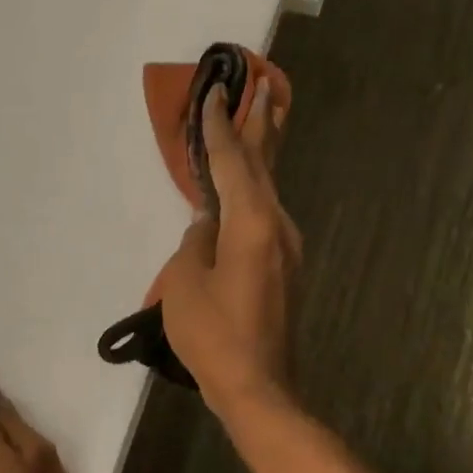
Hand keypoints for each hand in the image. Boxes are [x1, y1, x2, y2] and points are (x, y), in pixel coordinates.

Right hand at [158, 79, 301, 415]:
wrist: (258, 387)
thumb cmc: (214, 335)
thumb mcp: (186, 283)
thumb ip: (196, 241)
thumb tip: (207, 221)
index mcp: (251, 223)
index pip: (232, 162)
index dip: (220, 126)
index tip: (215, 92)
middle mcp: (276, 225)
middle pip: (263, 164)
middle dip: (260, 124)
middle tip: (261, 85)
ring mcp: (286, 246)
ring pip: (268, 189)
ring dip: (260, 154)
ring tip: (258, 121)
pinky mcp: (284, 265)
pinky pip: (266, 213)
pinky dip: (255, 189)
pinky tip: (245, 186)